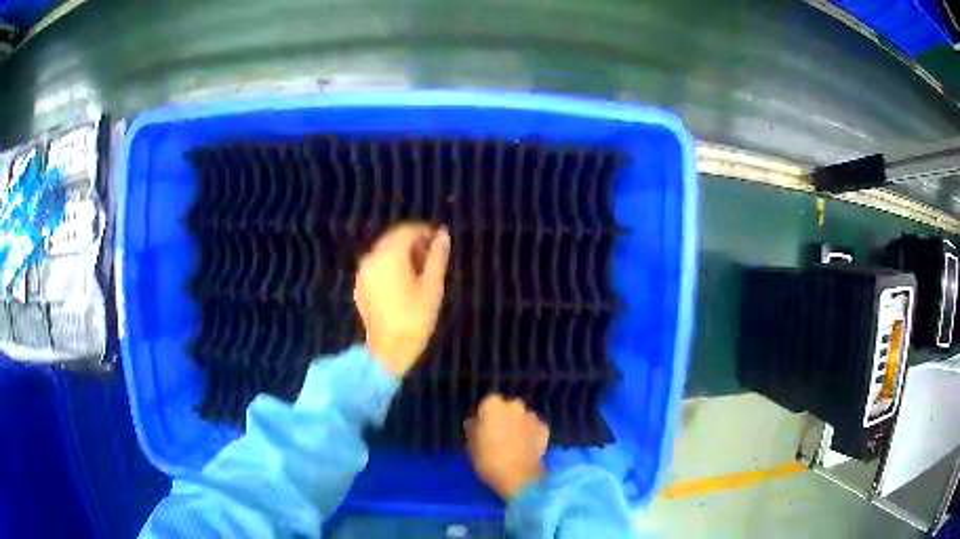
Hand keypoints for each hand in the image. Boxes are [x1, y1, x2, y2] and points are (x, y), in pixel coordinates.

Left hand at [354, 223, 450, 376]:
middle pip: (393, 239)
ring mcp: (363, 273)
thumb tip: (443, 235)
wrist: (388, 350)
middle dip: (413, 242)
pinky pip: (377, 267)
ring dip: (402, 255)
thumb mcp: (432, 286)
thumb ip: (437, 257)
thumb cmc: (415, 318)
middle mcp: (371, 258)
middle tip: (432, 256)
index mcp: (389, 254)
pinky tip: (403, 283)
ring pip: (384, 253)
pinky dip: (390, 267)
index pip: (407, 230)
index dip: (425, 231)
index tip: (440, 240)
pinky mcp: (360, 287)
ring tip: (420, 271)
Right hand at [465, 394, 548, 499]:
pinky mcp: (545, 427)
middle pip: (508, 407)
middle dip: (505, 417)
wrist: (518, 477)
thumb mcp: (470, 445)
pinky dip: (532, 433)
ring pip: (523, 416)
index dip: (486, 415)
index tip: (484, 428)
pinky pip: (535, 427)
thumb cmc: (488, 460)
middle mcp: (514, 404)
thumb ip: (473, 428)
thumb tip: (475, 421)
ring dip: (519, 424)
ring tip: (515, 442)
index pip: (488, 403)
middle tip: (500, 434)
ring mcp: (531, 415)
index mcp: (492, 405)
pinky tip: (527, 447)